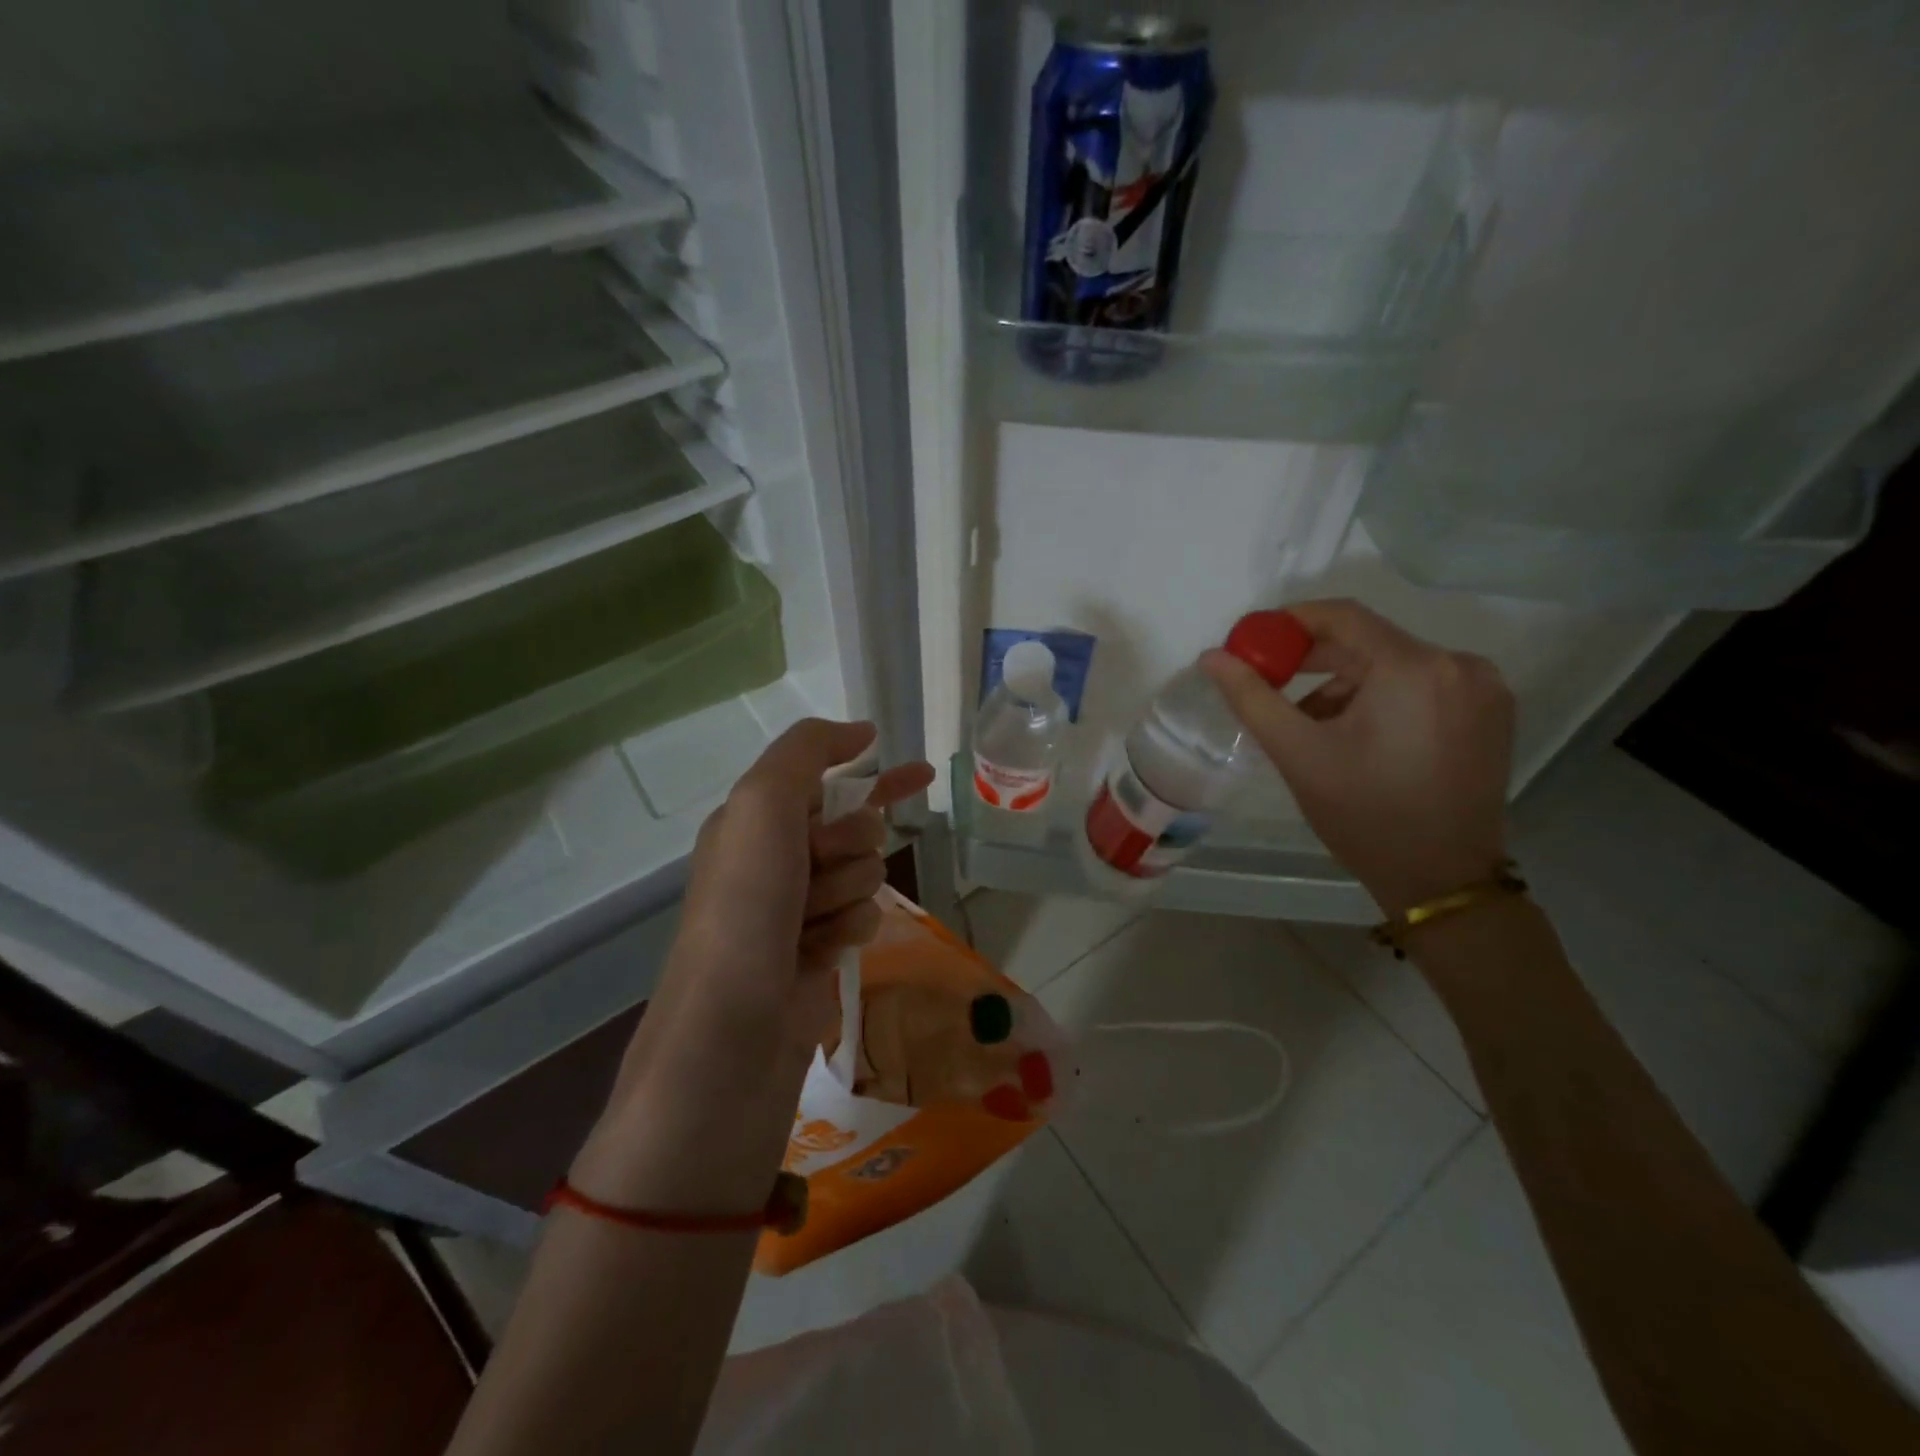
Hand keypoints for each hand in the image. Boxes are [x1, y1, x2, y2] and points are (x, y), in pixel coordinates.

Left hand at [642, 720, 934, 1072]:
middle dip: (850, 844)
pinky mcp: (819, 950)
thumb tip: (861, 731)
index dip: (873, 776)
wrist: (734, 1026)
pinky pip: (864, 918)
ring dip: (848, 891)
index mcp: (755, 820)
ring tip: (811, 921)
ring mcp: (798, 907)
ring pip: (866, 873)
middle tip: (818, 867)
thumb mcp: (763, 804)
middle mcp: (776, 859)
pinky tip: (823, 952)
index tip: (920, 774)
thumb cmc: (746, 904)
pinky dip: (850, 929)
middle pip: (857, 828)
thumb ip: (807, 752)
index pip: (827, 781)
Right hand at [1202, 599, 1513, 914]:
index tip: (1254, 642)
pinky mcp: (1490, 711)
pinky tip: (1355, 733)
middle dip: (1314, 659)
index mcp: (1414, 670)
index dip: (1291, 622)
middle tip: (1270, 682)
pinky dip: (1380, 697)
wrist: (1442, 880)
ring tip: (1310, 723)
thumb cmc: (1364, 815)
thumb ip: (1251, 697)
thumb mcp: (1298, 754)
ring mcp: (1483, 688)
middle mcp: (1459, 665)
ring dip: (1346, 684)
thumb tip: (1211, 656)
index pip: (1344, 616)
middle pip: (1370, 641)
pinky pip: (1421, 684)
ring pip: (1393, 664)